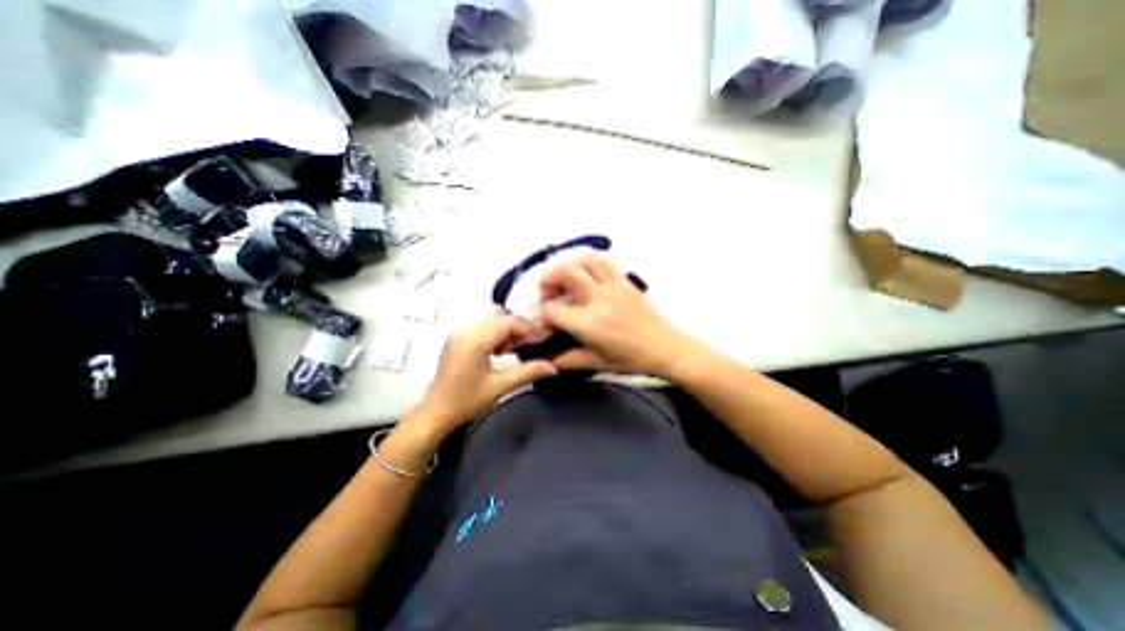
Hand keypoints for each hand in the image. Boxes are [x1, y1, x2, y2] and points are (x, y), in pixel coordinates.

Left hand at [408, 307, 556, 435]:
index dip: (526, 330)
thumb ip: (528, 372)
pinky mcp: (456, 338)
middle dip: (514, 327)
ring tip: (507, 351)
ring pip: (488, 317)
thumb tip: (553, 367)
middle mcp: (465, 330)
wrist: (436, 412)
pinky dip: (492, 332)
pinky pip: (480, 324)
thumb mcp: (501, 386)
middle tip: (520, 347)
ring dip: (503, 329)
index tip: (535, 345)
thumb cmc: (467, 400)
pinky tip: (495, 352)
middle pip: (498, 314)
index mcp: (475, 340)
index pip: (508, 321)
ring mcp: (458, 333)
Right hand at [536, 252, 701, 378]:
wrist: (664, 348)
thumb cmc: (630, 359)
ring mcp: (613, 287)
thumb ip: (569, 360)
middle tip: (549, 293)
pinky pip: (606, 262)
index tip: (547, 324)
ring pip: (585, 260)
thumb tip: (549, 359)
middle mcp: (599, 299)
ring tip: (566, 281)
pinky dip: (591, 262)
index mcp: (589, 324)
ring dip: (569, 266)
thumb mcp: (597, 364)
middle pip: (566, 272)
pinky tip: (589, 275)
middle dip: (549, 279)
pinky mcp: (625, 282)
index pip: (553, 310)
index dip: (543, 316)